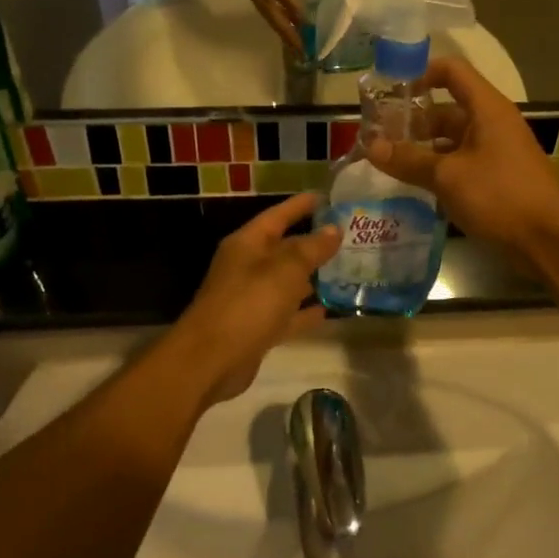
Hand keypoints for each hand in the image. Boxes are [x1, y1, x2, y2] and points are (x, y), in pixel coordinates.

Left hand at [170, 193, 341, 406]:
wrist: (210, 361)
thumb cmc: (247, 304)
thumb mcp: (285, 270)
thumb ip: (311, 249)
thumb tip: (334, 229)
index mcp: (247, 244)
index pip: (277, 216)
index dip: (301, 205)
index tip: (327, 196)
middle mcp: (247, 267)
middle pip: (284, 249)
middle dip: (313, 242)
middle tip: (348, 236)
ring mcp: (251, 299)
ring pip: (286, 282)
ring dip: (312, 277)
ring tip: (345, 270)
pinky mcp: (256, 328)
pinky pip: (286, 314)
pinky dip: (304, 312)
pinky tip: (328, 310)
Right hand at [213, 0, 314, 49]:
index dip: (290, 4)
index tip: (306, 23)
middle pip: (266, 8)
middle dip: (285, 30)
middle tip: (302, 50)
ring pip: (263, 9)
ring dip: (280, 27)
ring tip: (296, 45)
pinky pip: (261, 3)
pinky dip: (275, 16)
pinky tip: (287, 24)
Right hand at [363, 58, 558, 255]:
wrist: (550, 240)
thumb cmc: (500, 195)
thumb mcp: (448, 176)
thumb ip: (408, 160)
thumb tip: (370, 146)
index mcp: (486, 108)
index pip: (451, 71)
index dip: (420, 73)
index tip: (389, 92)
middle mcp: (491, 124)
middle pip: (446, 109)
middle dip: (412, 121)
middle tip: (376, 136)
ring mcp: (495, 152)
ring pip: (451, 141)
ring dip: (421, 149)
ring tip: (387, 162)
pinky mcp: (496, 179)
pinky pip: (460, 164)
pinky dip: (437, 170)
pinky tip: (413, 186)